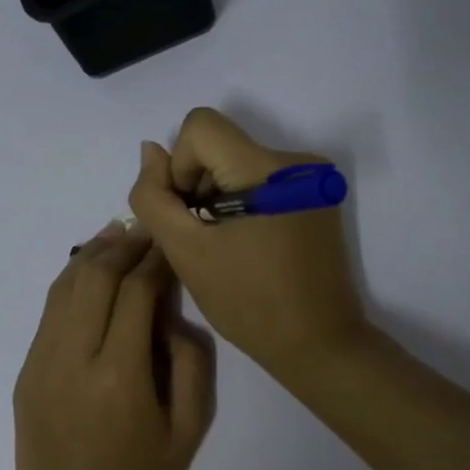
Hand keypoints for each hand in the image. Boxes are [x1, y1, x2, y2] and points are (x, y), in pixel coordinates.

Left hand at [13, 222, 214, 469]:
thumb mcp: (189, 431)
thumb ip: (191, 364)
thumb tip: (171, 316)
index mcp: (119, 375)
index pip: (136, 292)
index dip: (155, 260)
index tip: (170, 242)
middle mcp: (73, 358)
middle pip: (95, 277)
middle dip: (123, 245)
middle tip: (145, 230)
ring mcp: (41, 362)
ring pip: (64, 287)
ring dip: (91, 254)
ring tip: (116, 233)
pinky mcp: (25, 371)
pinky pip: (48, 312)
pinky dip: (69, 281)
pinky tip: (87, 269)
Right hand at [128, 107, 366, 379]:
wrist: (319, 344)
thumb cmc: (248, 303)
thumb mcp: (186, 252)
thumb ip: (154, 198)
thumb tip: (150, 151)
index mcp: (267, 168)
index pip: (200, 126)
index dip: (180, 166)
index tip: (188, 213)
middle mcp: (296, 160)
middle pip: (220, 144)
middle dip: (197, 185)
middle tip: (201, 237)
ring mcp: (311, 178)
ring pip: (237, 162)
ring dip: (217, 196)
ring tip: (225, 245)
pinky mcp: (316, 196)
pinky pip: (261, 180)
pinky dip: (241, 203)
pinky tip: (247, 244)